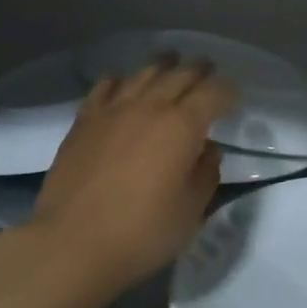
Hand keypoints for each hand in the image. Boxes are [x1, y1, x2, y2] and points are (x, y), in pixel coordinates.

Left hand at [29, 59, 235, 294]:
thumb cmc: (142, 232)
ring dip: (163, 67)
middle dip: (199, 70)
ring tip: (171, 64)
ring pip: (143, 74)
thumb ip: (206, 174)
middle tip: (209, 72)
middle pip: (180, 74)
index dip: (228, 91)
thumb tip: (206, 149)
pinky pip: (105, 87)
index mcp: (182, 126)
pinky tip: (122, 83)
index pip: (213, 93)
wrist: (72, 243)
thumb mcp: (191, 210)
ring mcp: (112, 111)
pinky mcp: (83, 122)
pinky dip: (120, 80)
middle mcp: (149, 107)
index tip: (234, 98)